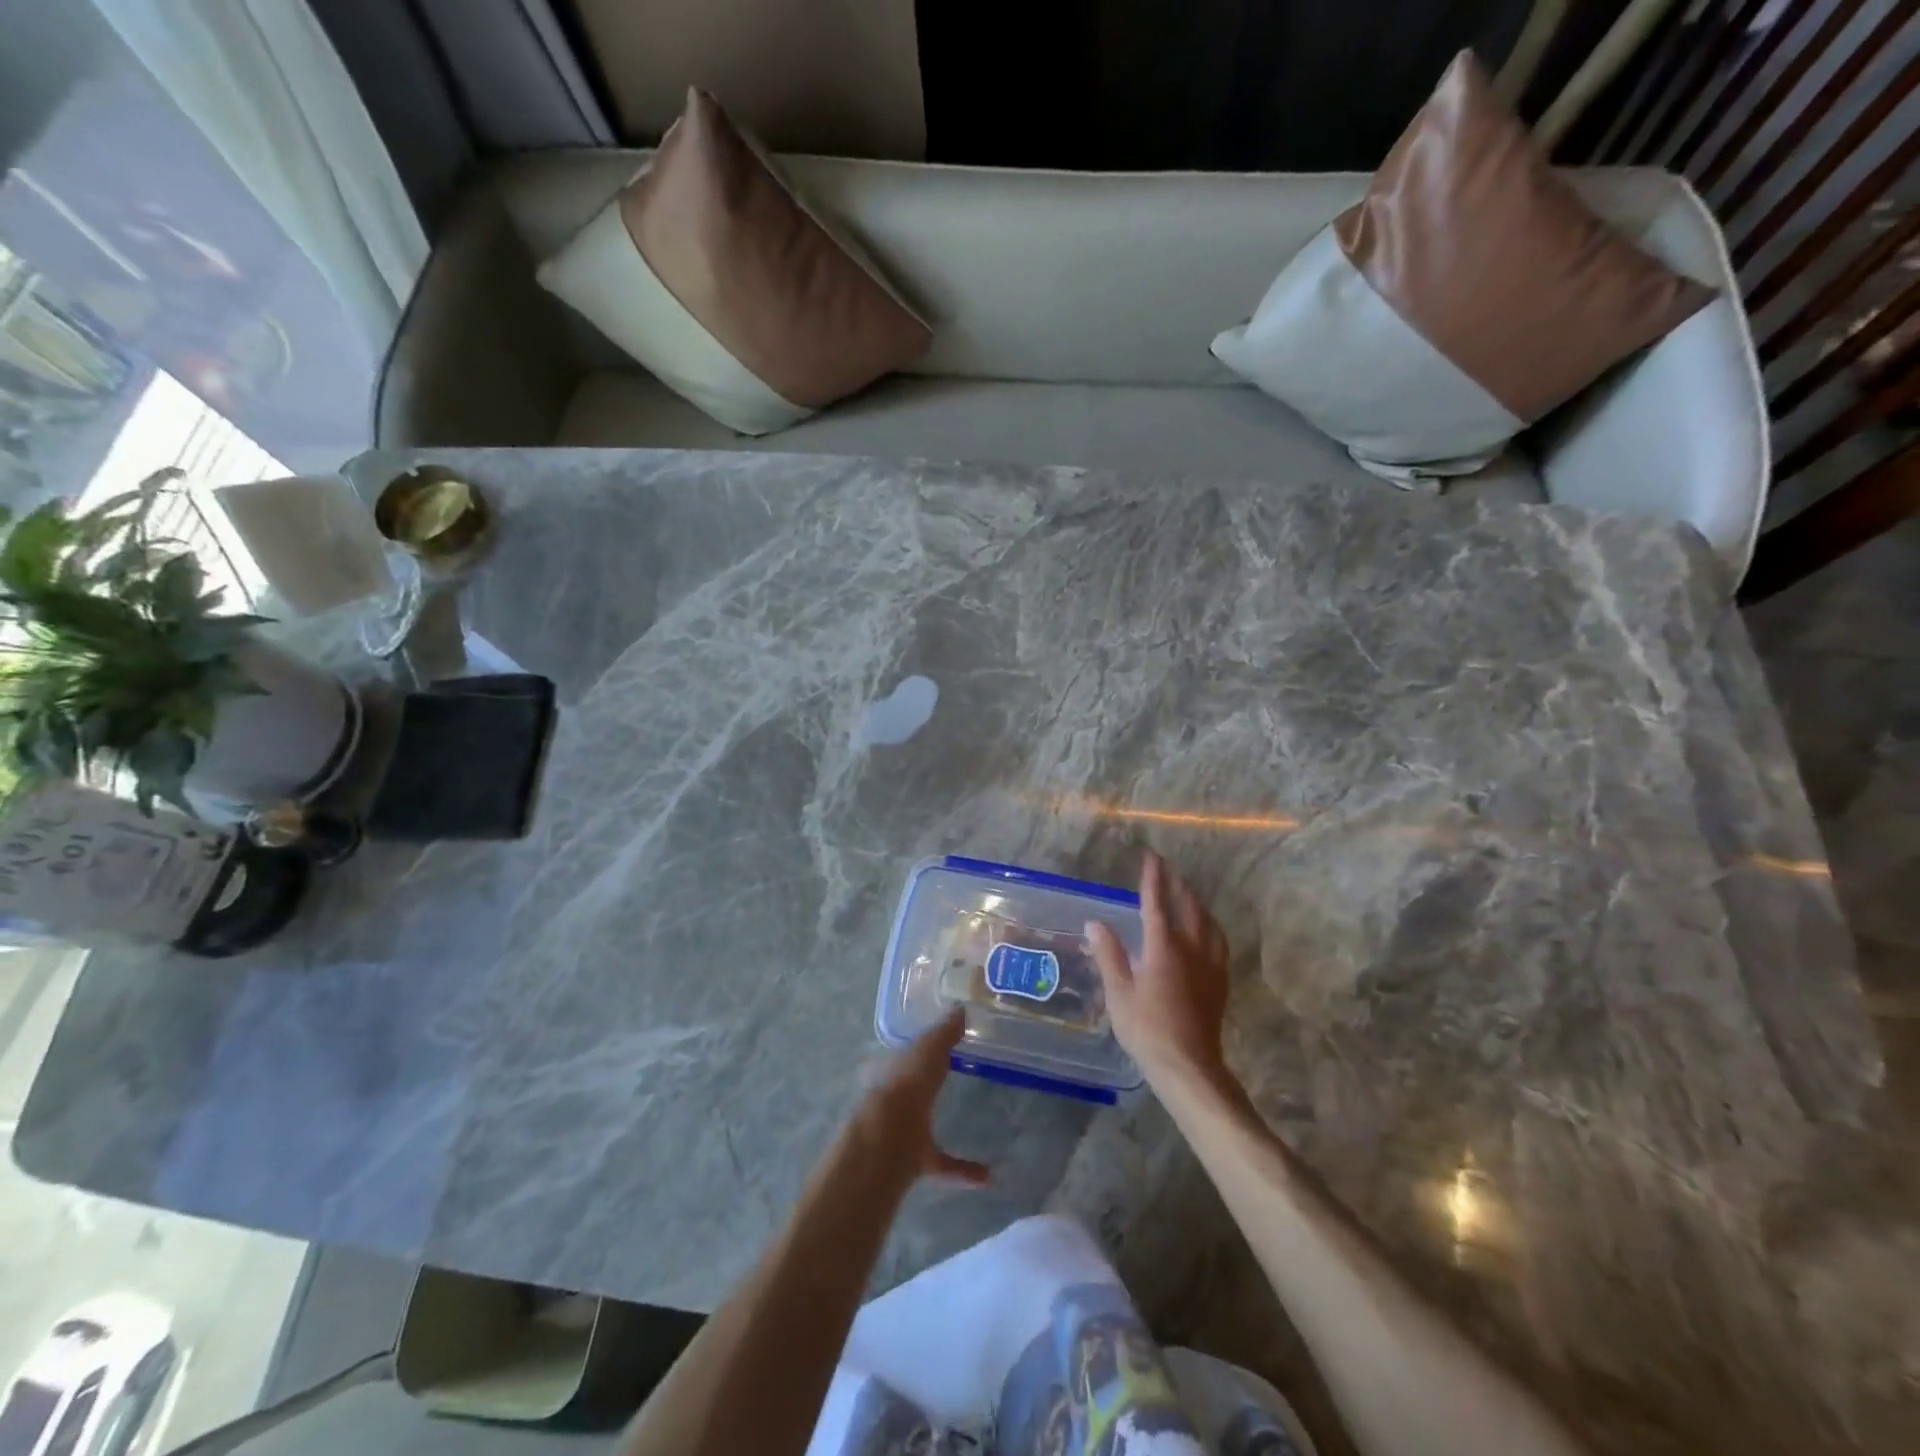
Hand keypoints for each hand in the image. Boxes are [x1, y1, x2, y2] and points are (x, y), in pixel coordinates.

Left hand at [853, 1009, 989, 1185]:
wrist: (888, 1138)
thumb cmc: (906, 1082)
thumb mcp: (929, 1047)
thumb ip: (945, 1031)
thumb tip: (960, 1008)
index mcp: (888, 1068)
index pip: (900, 1053)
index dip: (915, 1049)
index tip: (935, 1048)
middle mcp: (890, 1098)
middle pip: (908, 1088)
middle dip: (923, 1085)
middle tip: (948, 1078)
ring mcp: (900, 1131)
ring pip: (919, 1126)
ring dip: (938, 1125)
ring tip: (969, 1124)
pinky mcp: (914, 1161)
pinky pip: (942, 1164)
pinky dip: (962, 1170)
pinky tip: (986, 1175)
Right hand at [1086, 851, 1232, 1087]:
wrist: (1189, 1065)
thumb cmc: (1146, 1029)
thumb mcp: (1119, 992)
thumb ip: (1109, 954)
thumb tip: (1095, 922)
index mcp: (1162, 947)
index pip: (1156, 902)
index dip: (1153, 877)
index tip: (1152, 856)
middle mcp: (1190, 948)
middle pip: (1187, 906)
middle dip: (1177, 884)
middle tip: (1168, 869)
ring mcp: (1210, 964)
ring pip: (1207, 921)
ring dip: (1195, 901)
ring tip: (1187, 892)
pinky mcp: (1220, 980)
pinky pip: (1218, 940)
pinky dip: (1210, 924)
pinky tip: (1207, 929)